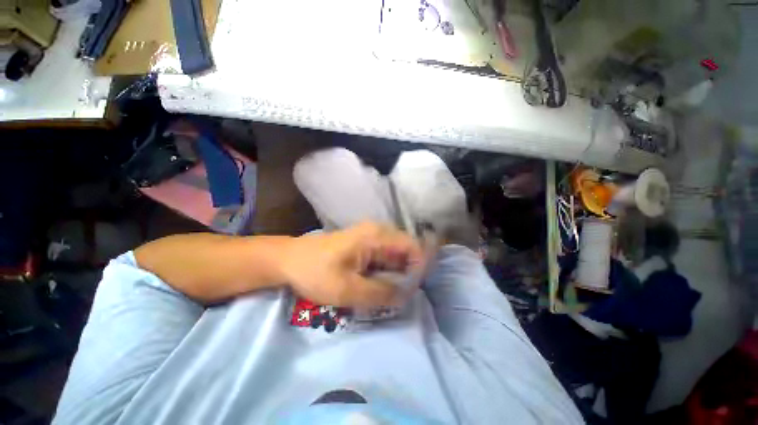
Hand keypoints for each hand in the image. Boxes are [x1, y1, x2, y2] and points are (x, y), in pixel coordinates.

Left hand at [279, 222, 425, 307]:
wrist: (289, 260)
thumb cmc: (315, 271)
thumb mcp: (346, 289)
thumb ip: (380, 294)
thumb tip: (406, 297)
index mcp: (376, 235)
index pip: (413, 247)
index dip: (420, 267)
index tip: (416, 289)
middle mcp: (379, 232)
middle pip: (407, 250)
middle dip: (411, 273)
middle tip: (406, 296)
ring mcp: (372, 237)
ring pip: (397, 255)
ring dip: (400, 274)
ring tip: (396, 294)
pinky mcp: (366, 245)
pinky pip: (386, 257)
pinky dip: (390, 272)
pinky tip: (384, 286)